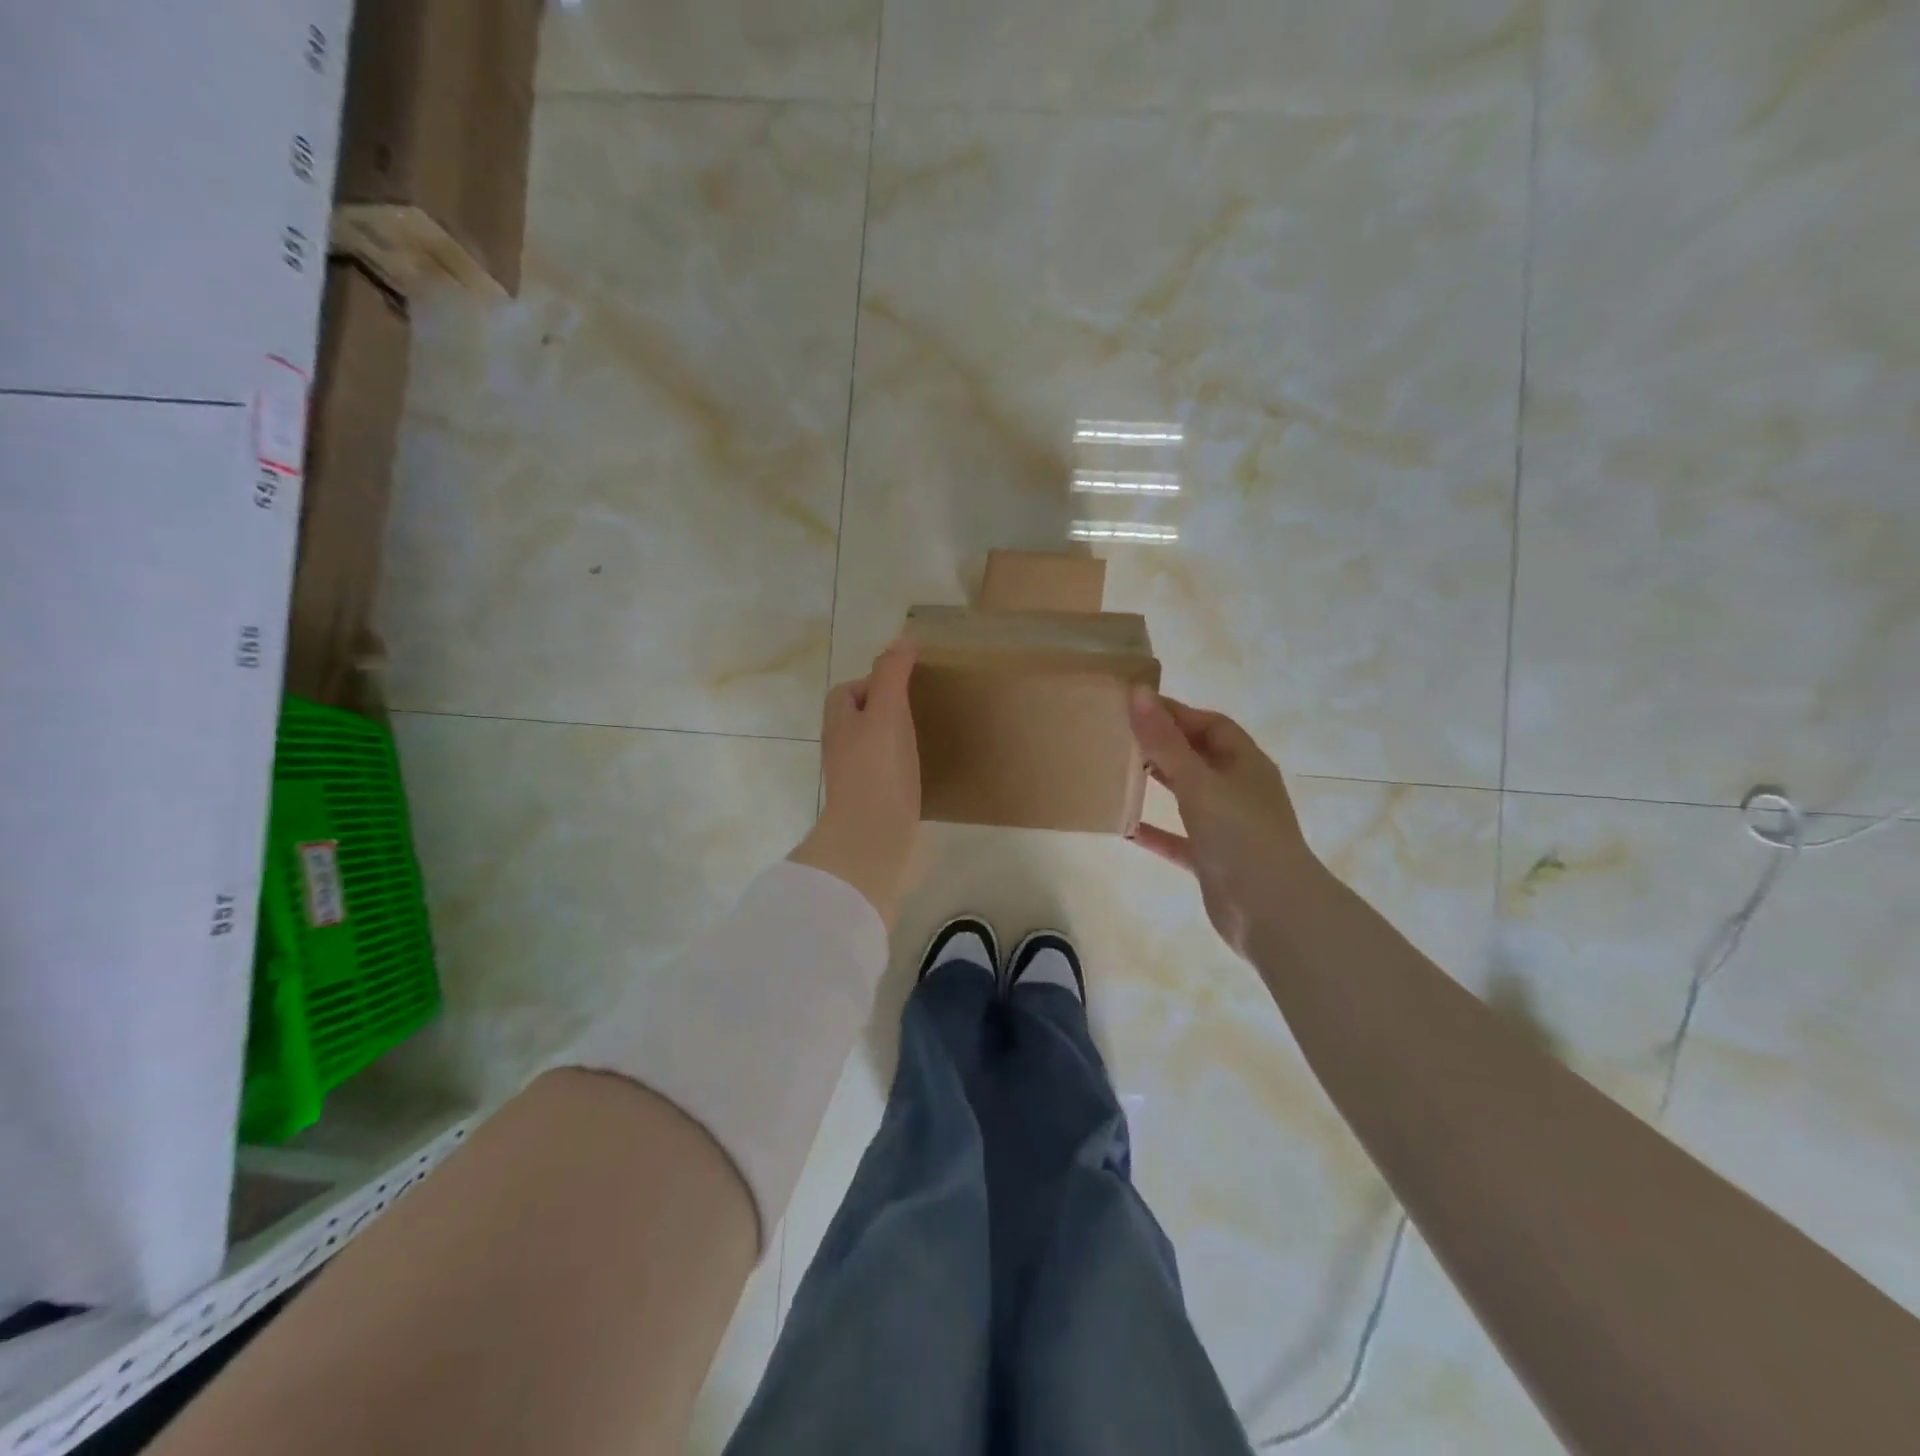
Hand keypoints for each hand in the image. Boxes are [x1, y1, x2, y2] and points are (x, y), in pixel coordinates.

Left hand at [789, 638, 921, 926]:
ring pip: (873, 746)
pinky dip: (901, 767)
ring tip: (925, 736)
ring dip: (894, 739)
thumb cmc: (878, 770)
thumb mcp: (887, 712)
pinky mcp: (872, 802)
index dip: (871, 682)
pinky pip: (885, 773)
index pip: (847, 691)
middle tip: (920, 709)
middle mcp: (842, 748)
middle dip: (884, 710)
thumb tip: (903, 638)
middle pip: (859, 719)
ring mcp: (855, 778)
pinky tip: (923, 771)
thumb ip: (892, 674)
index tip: (905, 684)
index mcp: (840, 722)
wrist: (872, 839)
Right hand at [1128, 686, 1318, 958]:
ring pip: (1188, 796)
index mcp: (1246, 763)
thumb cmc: (1240, 835)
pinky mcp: (1213, 860)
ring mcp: (1227, 827)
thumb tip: (1138, 693)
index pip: (1210, 725)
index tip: (1134, 707)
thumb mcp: (1198, 782)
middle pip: (1198, 757)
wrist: (1272, 911)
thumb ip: (1165, 742)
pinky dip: (1156, 832)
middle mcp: (1239, 790)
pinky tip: (1126, 829)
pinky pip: (1179, 839)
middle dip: (1163, 745)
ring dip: (1158, 785)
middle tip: (1121, 737)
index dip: (1176, 713)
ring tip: (1119, 773)